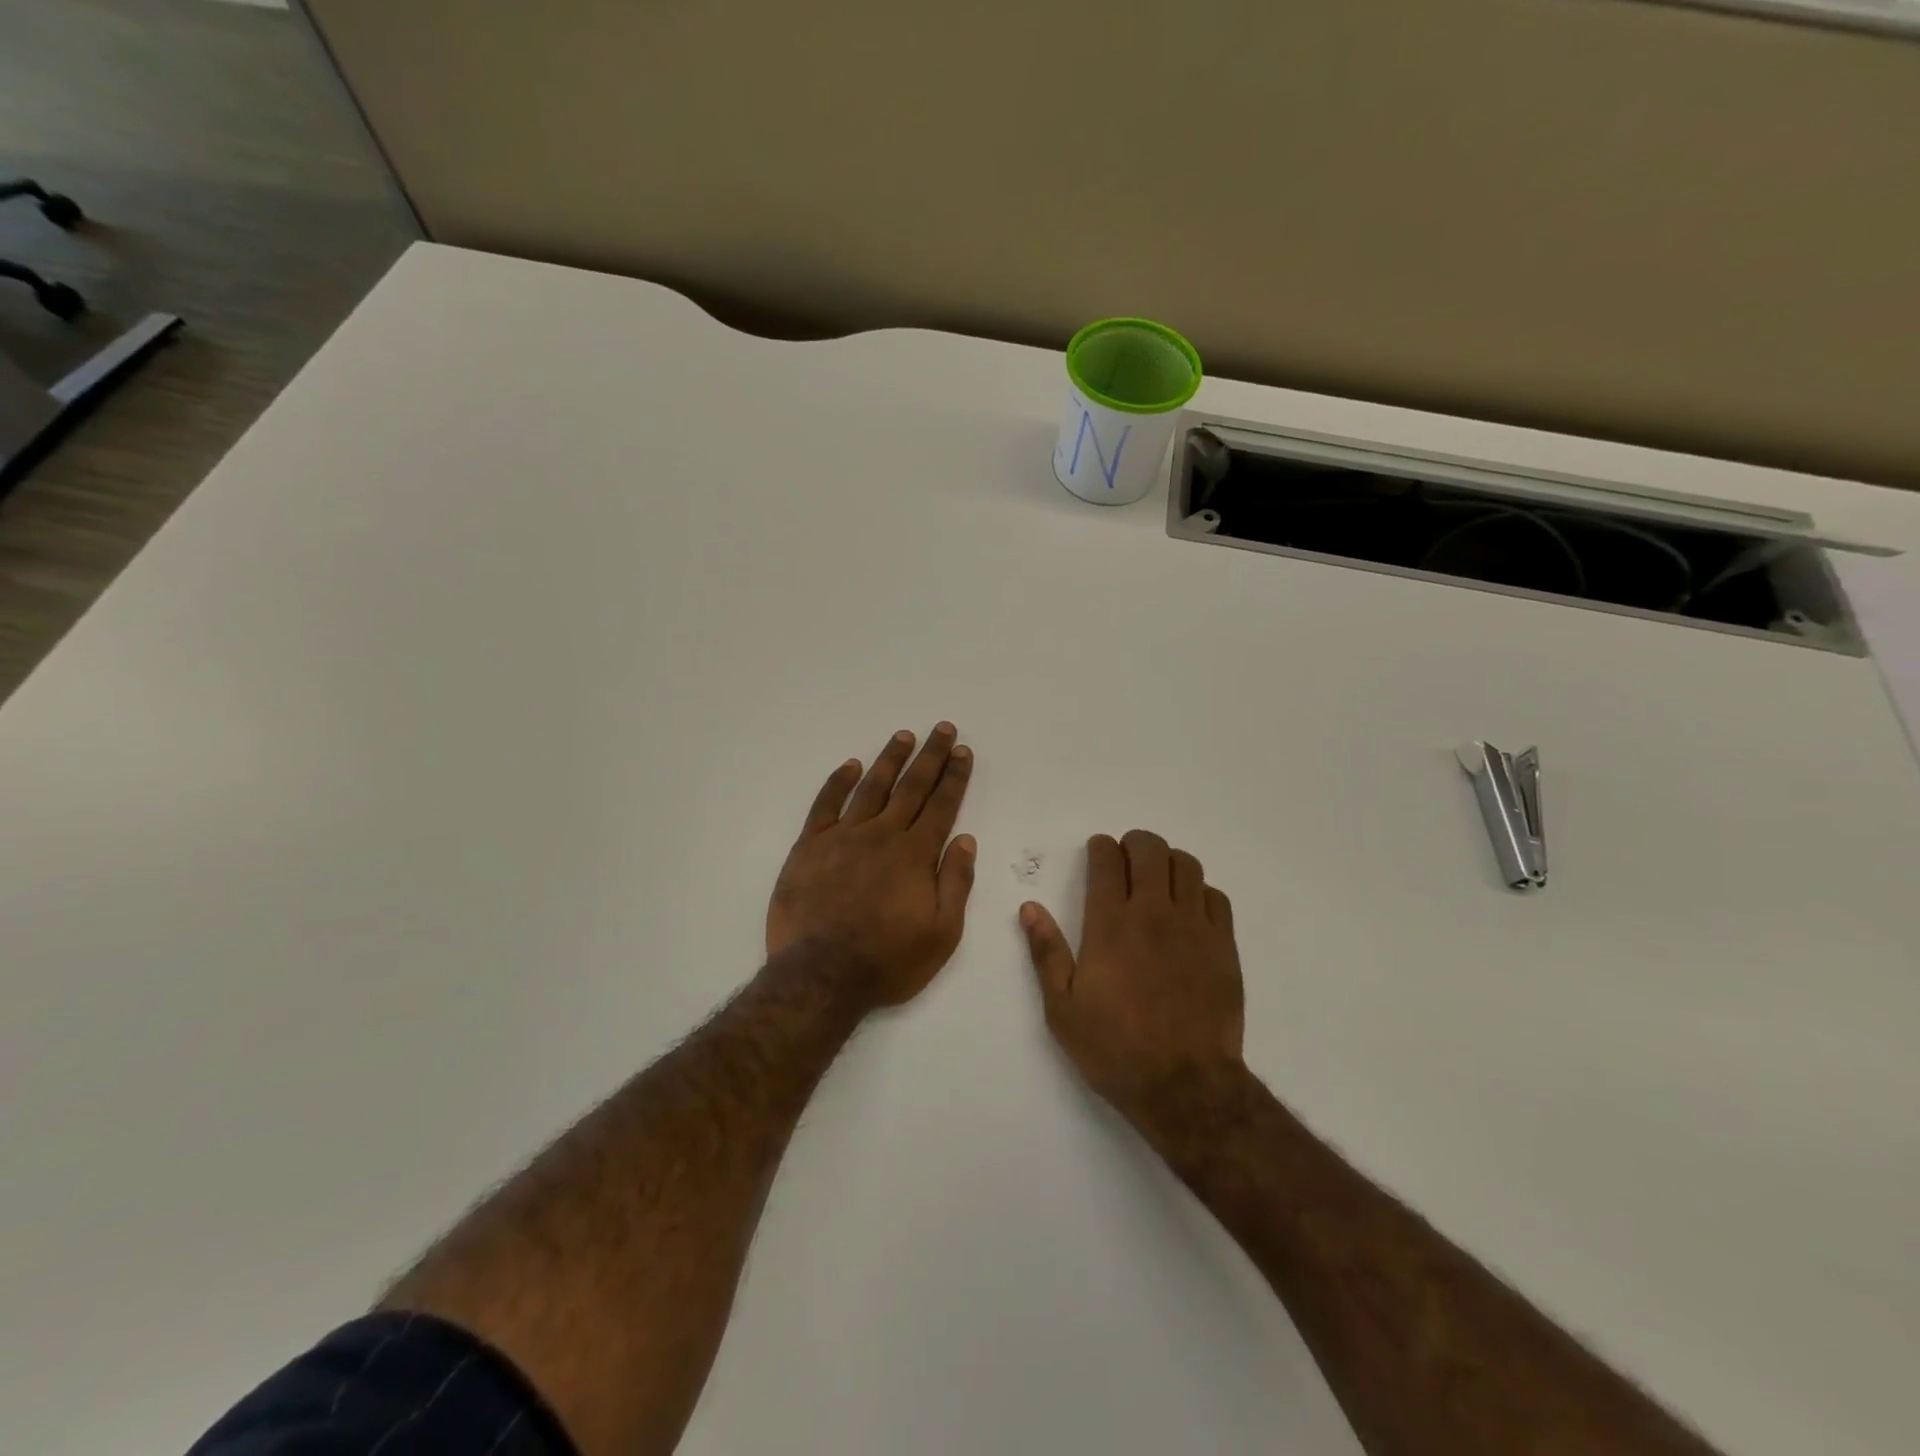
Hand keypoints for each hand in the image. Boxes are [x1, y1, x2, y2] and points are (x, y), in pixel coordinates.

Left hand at [767, 723, 977, 1008]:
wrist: (821, 976)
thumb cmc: (888, 960)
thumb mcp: (941, 933)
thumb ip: (956, 883)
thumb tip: (966, 839)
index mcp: (915, 855)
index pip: (942, 805)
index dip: (954, 777)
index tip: (963, 751)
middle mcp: (882, 835)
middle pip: (911, 787)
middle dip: (930, 756)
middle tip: (942, 729)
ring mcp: (843, 837)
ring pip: (871, 787)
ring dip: (889, 759)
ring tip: (903, 736)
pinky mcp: (809, 846)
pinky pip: (825, 804)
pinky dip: (838, 782)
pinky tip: (850, 766)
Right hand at [1020, 831, 1244, 1124]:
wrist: (1184, 1085)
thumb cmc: (1114, 1047)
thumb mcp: (1062, 1007)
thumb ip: (1046, 951)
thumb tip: (1030, 907)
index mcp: (1110, 923)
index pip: (1108, 860)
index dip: (1101, 848)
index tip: (1098, 852)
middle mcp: (1154, 912)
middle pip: (1150, 849)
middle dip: (1135, 844)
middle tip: (1126, 859)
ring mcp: (1194, 926)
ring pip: (1187, 865)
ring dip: (1168, 862)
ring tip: (1158, 879)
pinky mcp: (1224, 945)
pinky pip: (1216, 897)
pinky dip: (1200, 891)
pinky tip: (1189, 910)